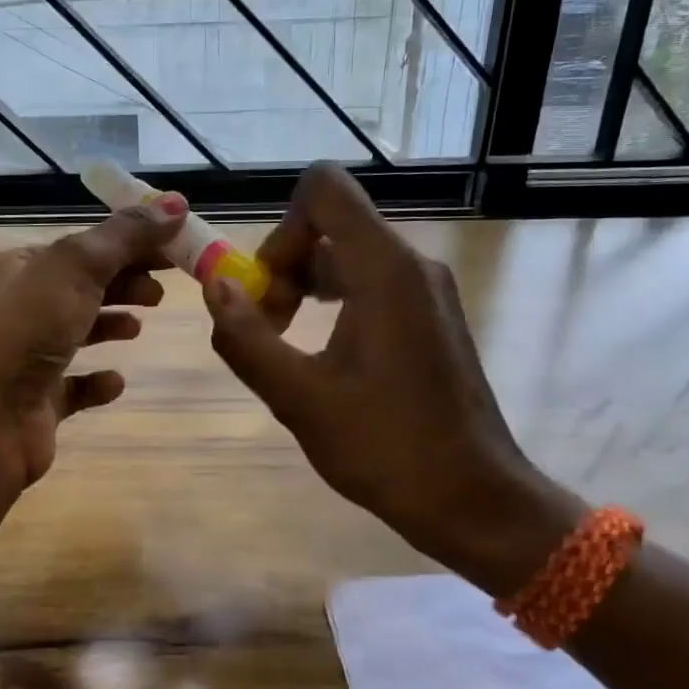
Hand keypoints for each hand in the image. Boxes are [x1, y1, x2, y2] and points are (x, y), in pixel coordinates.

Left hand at [0, 195, 186, 488]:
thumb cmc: (25, 330)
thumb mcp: (77, 268)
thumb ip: (126, 236)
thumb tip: (177, 202)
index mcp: (21, 269)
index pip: (83, 249)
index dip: (129, 245)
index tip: (173, 249)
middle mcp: (19, 310)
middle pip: (82, 288)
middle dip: (123, 283)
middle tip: (162, 291)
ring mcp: (26, 360)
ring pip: (76, 333)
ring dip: (109, 325)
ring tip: (140, 328)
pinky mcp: (38, 404)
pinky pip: (73, 388)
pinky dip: (96, 381)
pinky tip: (116, 382)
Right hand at [204, 164, 581, 594]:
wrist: (473, 499)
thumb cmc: (385, 448)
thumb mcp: (299, 398)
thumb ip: (248, 338)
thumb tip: (214, 287)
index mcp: (384, 270)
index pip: (324, 189)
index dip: (281, 227)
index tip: (266, 289)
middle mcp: (412, 266)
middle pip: (333, 226)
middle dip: (286, 267)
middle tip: (268, 331)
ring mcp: (428, 292)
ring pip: (351, 258)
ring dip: (307, 290)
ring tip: (288, 350)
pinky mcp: (433, 319)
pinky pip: (373, 286)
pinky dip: (337, 306)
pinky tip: (324, 361)